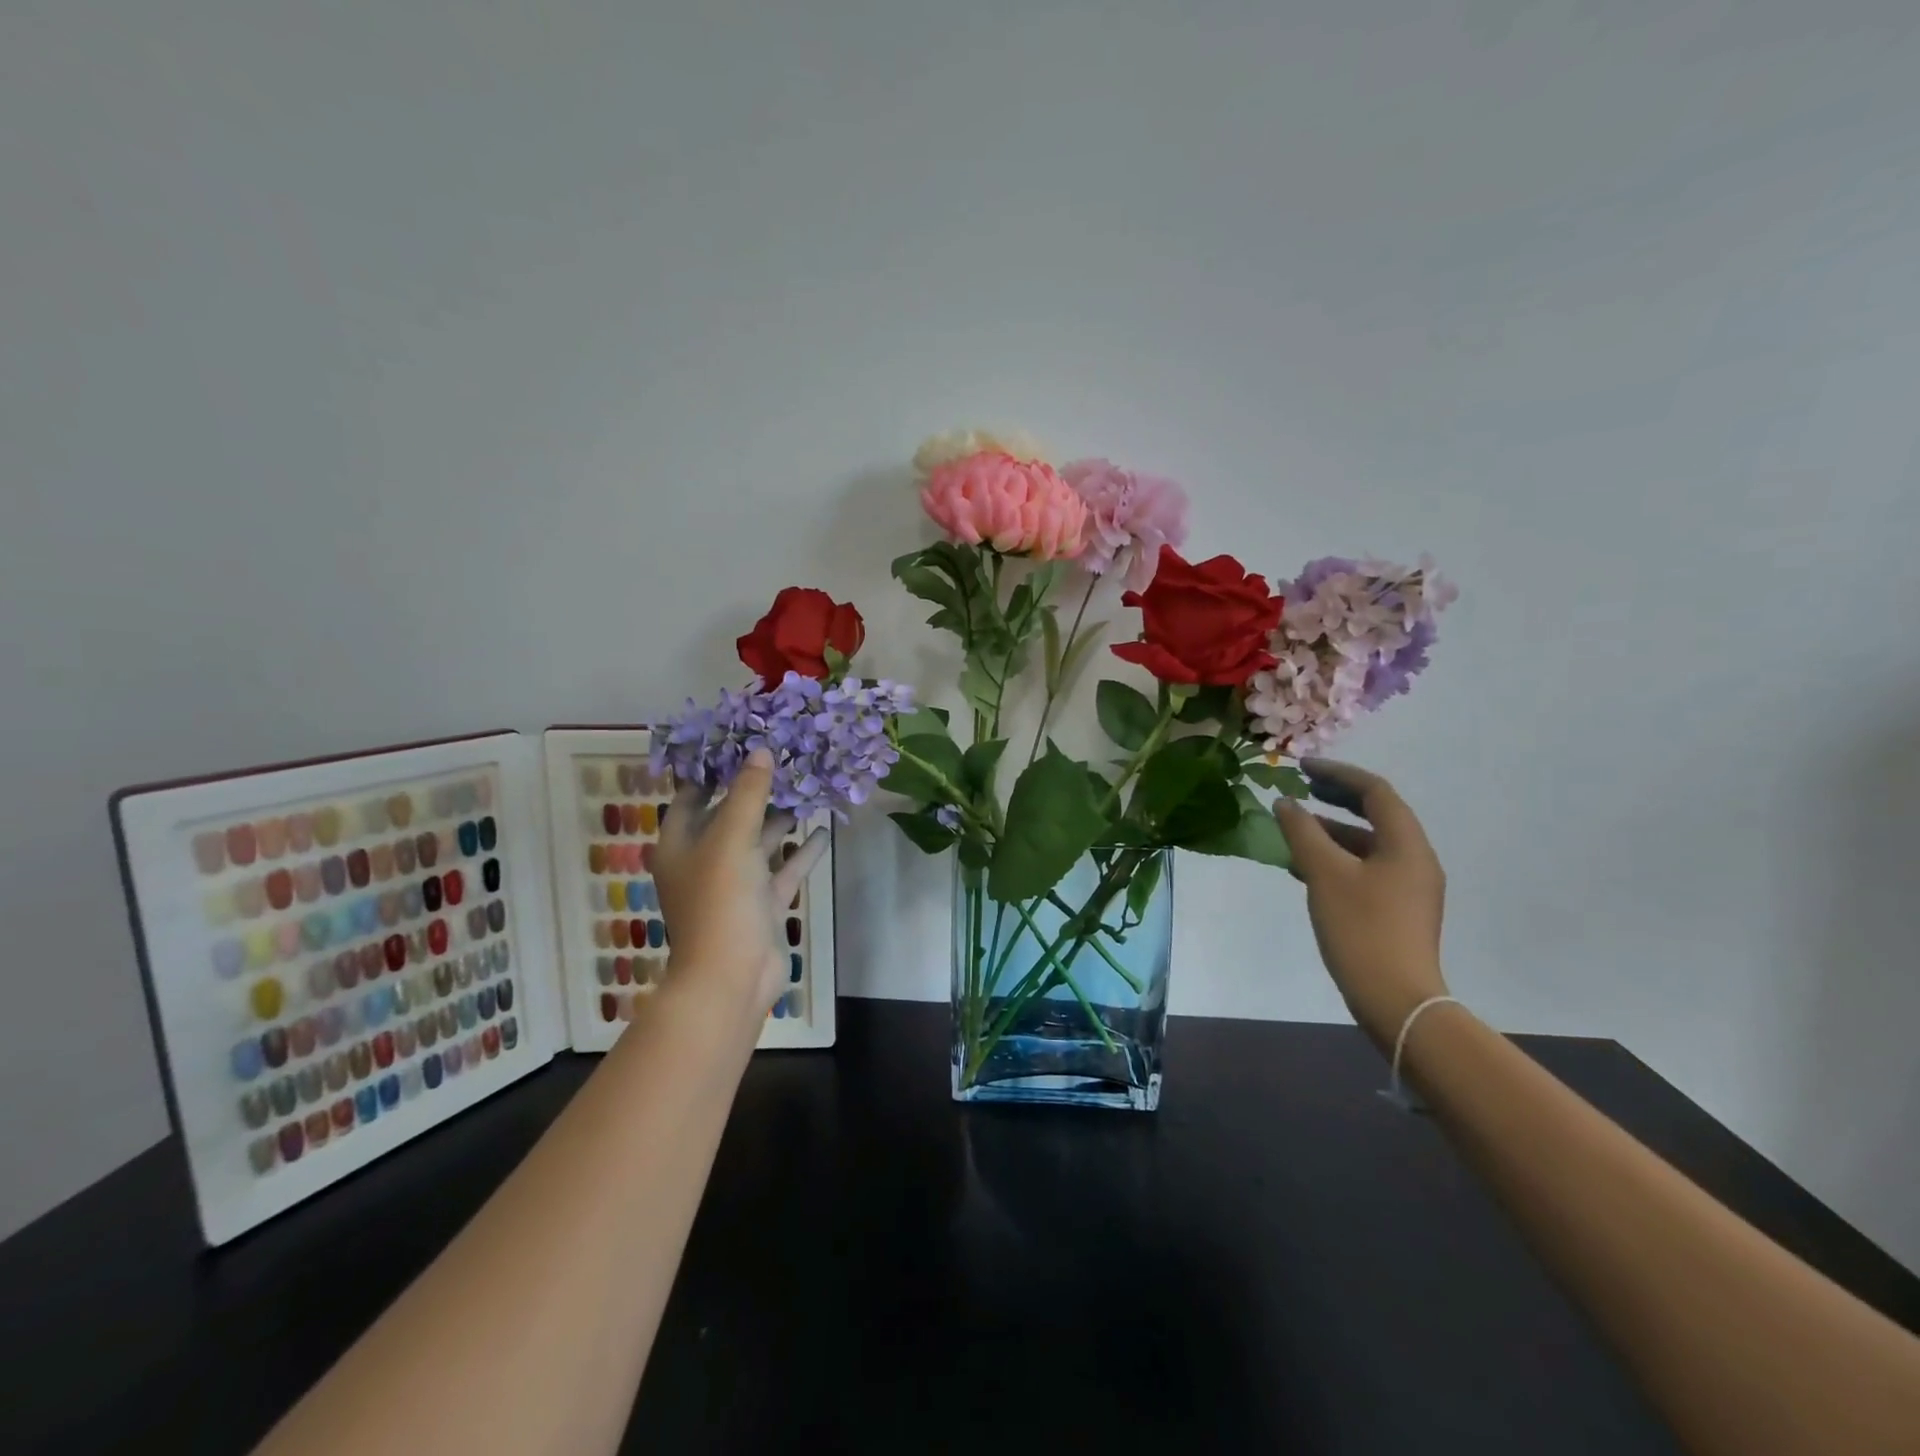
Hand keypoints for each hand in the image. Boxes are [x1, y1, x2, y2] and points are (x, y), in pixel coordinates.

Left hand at [653, 748, 827, 1024]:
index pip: (692, 796)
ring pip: (761, 841)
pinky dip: (801, 852)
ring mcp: (736, 883)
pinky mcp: (762, 902)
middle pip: (731, 816)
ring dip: (783, 819)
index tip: (740, 743)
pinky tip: (823, 831)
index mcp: (682, 844)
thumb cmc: (720, 900)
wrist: (732, 975)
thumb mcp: (731, 838)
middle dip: (757, 791)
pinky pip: (783, 869)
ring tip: (810, 788)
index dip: (712, 770)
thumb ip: (748, 794)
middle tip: (786, 759)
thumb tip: (760, 751)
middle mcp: (706, 859)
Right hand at [1271, 758, 1448, 1048]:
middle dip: (1336, 798)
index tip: (1302, 767)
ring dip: (1331, 830)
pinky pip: (1365, 868)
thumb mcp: (1325, 874)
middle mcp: (1414, 859)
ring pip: (1367, 843)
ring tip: (1293, 830)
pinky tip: (1304, 868)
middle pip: (1376, 814)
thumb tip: (1285, 803)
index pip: (1375, 791)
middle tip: (1300, 788)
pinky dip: (1336, 858)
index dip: (1338, 773)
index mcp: (1406, 845)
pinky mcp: (1397, 910)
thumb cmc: (1362, 929)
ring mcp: (1408, 887)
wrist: (1396, 999)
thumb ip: (1302, 833)